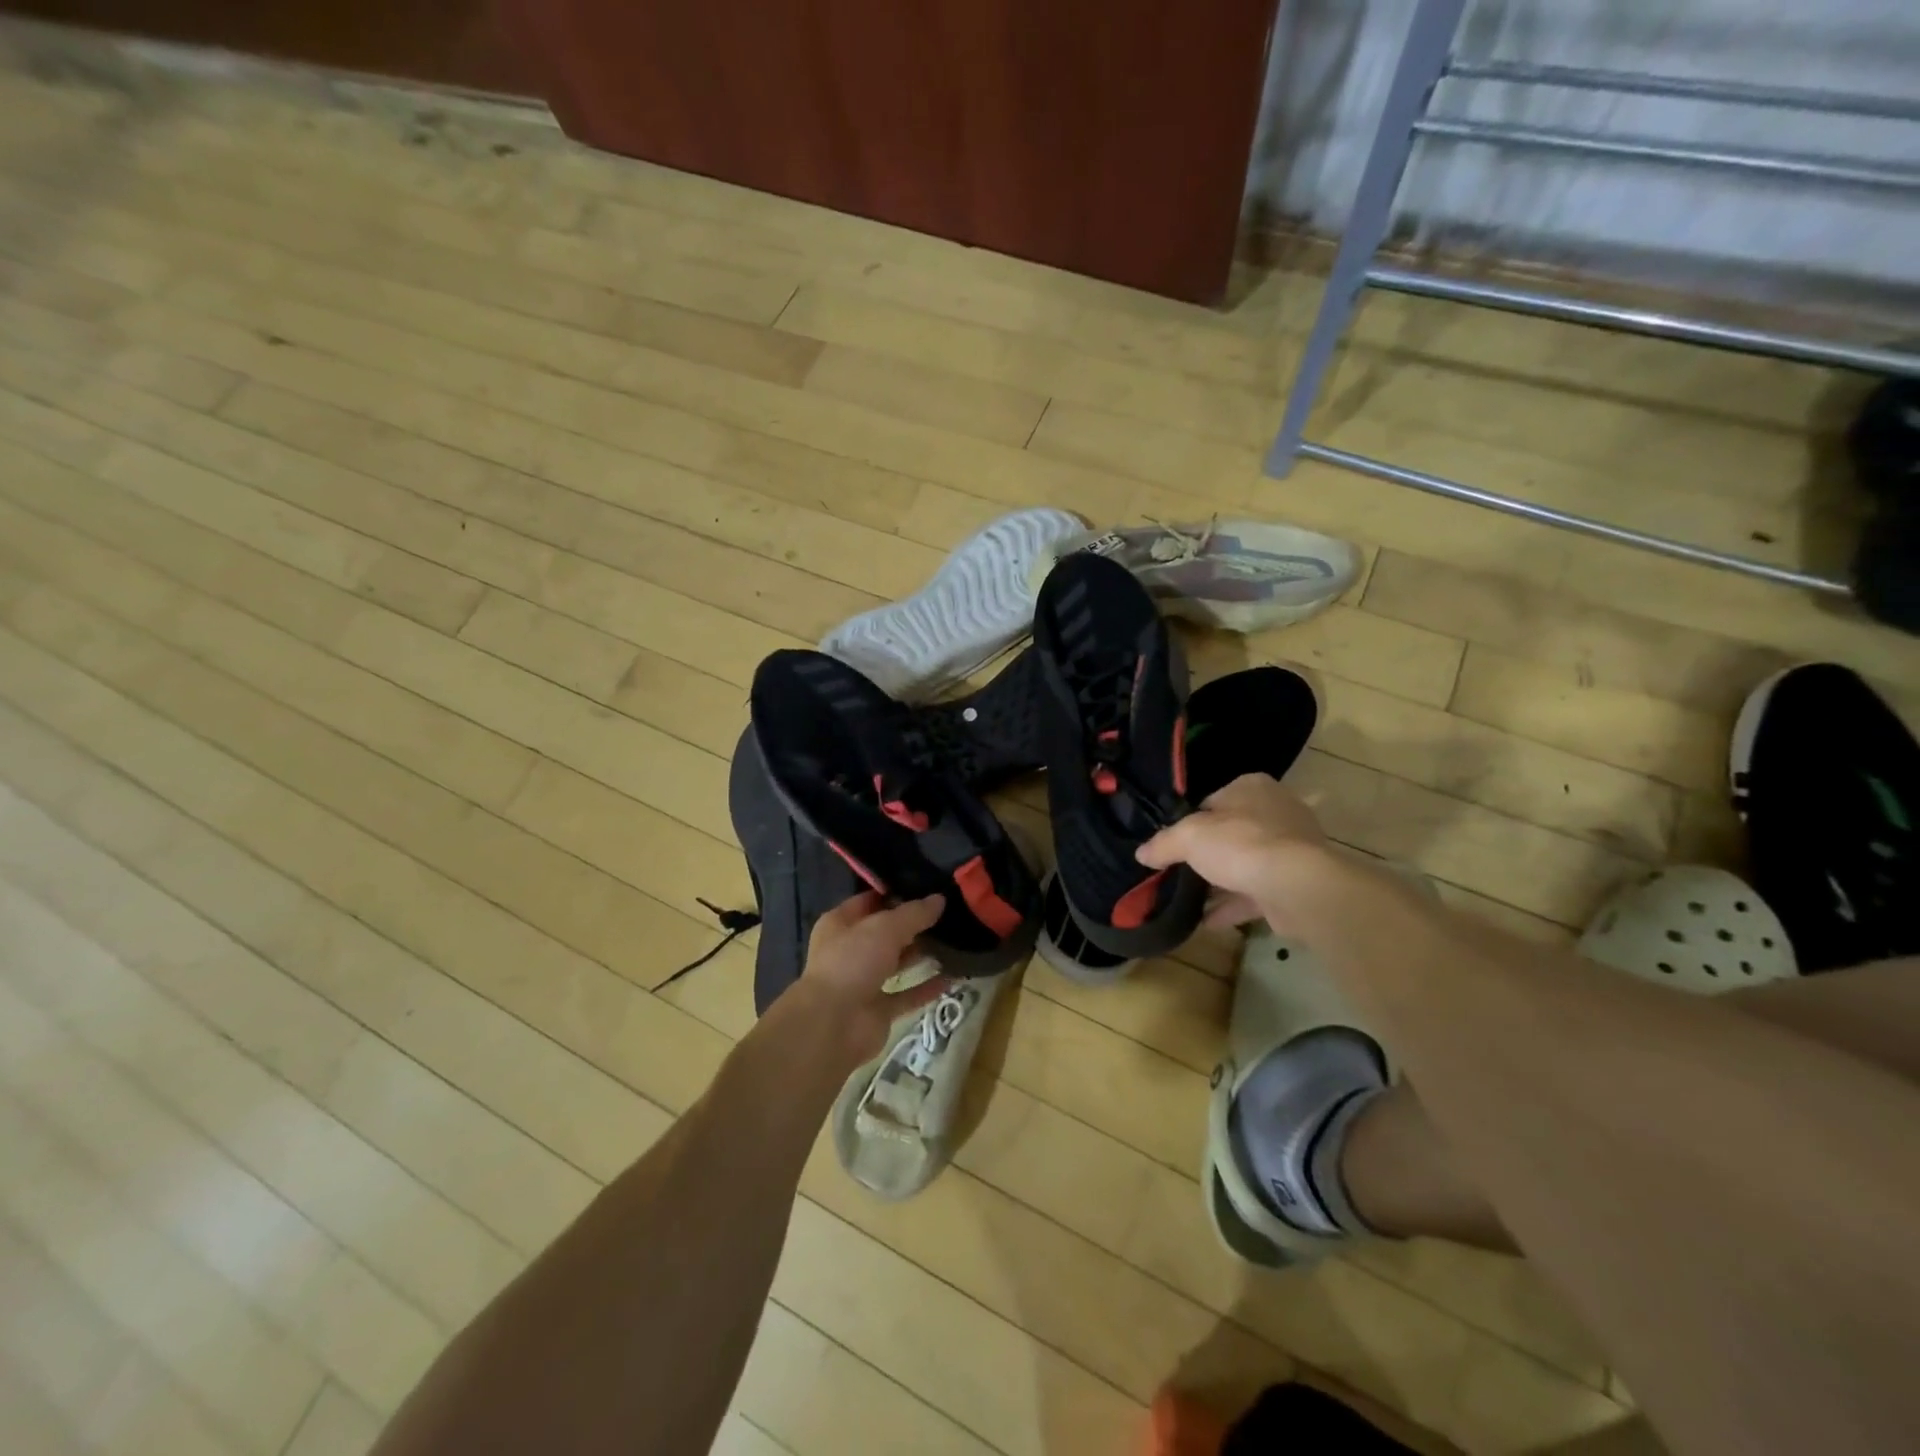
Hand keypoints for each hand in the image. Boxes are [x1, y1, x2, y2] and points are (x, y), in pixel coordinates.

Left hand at [795, 892, 950, 1067]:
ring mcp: (863, 981)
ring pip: (896, 963)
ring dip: (921, 955)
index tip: (928, 887)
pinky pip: (906, 994)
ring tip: (954, 941)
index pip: (870, 901)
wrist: (833, 1025)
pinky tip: (951, 977)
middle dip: (913, 925)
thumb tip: (939, 898)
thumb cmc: (852, 962)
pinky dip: (926, 987)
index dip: (896, 893)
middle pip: (885, 932)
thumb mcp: (885, 927)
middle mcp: (850, 950)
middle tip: (948, 913)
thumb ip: (914, 913)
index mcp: (840, 923)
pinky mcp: (877, 1010)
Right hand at [1138, 773, 1329, 929]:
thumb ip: (1163, 843)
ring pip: (1244, 864)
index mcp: (1251, 787)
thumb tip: (1141, 854)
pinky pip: (1256, 892)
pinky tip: (1207, 921)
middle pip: (1229, 833)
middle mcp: (1275, 811)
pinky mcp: (1296, 882)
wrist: (1298, 887)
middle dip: (1206, 855)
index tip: (1171, 844)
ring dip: (1220, 883)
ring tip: (1188, 900)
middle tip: (1178, 872)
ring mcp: (1290, 848)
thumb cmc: (1241, 845)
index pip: (1211, 801)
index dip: (1189, 822)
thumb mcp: (1188, 837)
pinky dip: (1233, 905)